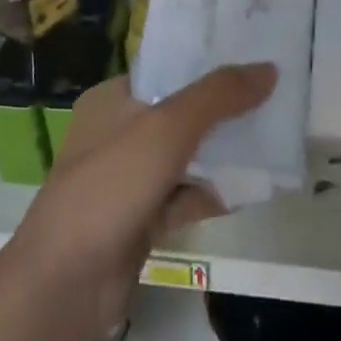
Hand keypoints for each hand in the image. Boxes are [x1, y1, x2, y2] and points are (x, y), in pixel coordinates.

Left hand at [9, 63, 276, 340]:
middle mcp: (119, 131)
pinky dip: (214, 192)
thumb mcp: (167, 128)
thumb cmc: (111, 186)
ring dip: (224, 152)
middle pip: (182, 111)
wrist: (66, 282)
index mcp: (113, 99)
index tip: (253, 57)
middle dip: (224, 109)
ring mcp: (129, 177)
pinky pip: (186, 194)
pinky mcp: (141, 217)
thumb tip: (268, 69)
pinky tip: (253, 189)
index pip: (167, 68)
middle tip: (274, 98)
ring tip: (275, 139)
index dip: (208, 62)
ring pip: (187, 155)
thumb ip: (218, 96)